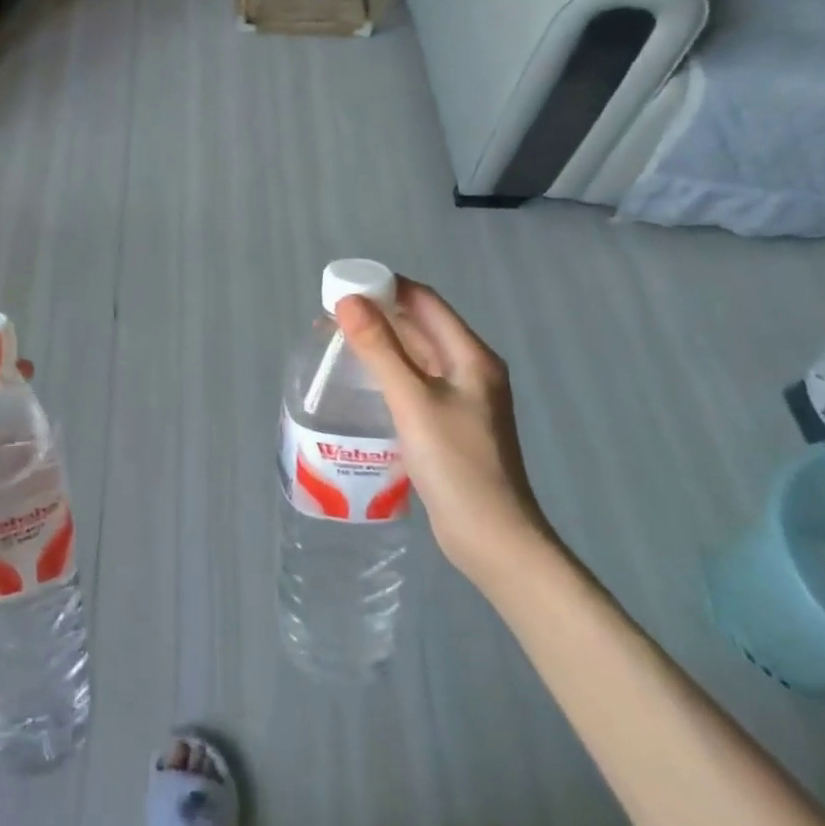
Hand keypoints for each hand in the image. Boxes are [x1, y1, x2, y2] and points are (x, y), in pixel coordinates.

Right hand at [335, 278, 556, 588]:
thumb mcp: (412, 401)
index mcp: (471, 356)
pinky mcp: (449, 423)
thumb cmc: (456, 464)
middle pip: (420, 325)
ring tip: (337, 341)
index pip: (425, 301)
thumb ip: (379, 349)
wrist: (493, 539)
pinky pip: (414, 381)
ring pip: (416, 354)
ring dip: (380, 342)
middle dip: (378, 313)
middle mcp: (470, 369)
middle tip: (331, 315)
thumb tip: (348, 301)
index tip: (343, 286)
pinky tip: (361, 380)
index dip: (385, 286)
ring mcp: (462, 398)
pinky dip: (388, 370)